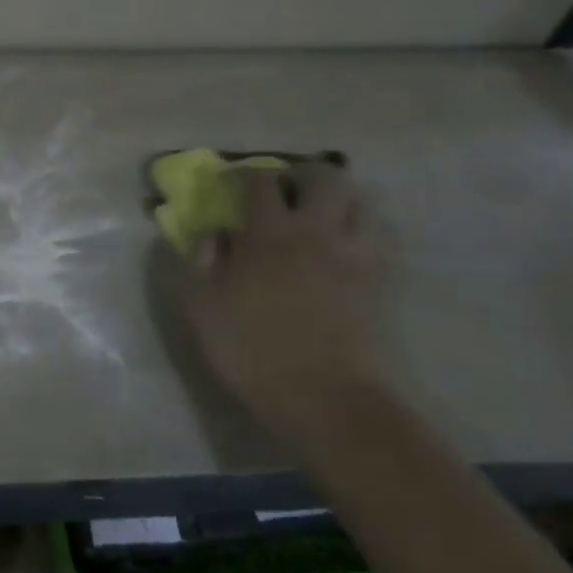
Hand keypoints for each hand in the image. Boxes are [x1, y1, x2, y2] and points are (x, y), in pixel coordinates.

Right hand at [180, 162, 390, 428]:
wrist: (324, 399)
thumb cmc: (252, 348)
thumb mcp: (200, 306)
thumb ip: (195, 261)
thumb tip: (210, 233)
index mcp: (268, 232)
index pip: (262, 181)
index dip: (245, 176)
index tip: (232, 185)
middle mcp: (316, 232)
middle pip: (325, 177)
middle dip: (303, 174)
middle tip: (284, 191)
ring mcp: (354, 256)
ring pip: (362, 203)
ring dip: (339, 201)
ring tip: (319, 218)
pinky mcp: (378, 283)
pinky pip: (377, 239)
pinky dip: (361, 232)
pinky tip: (343, 249)